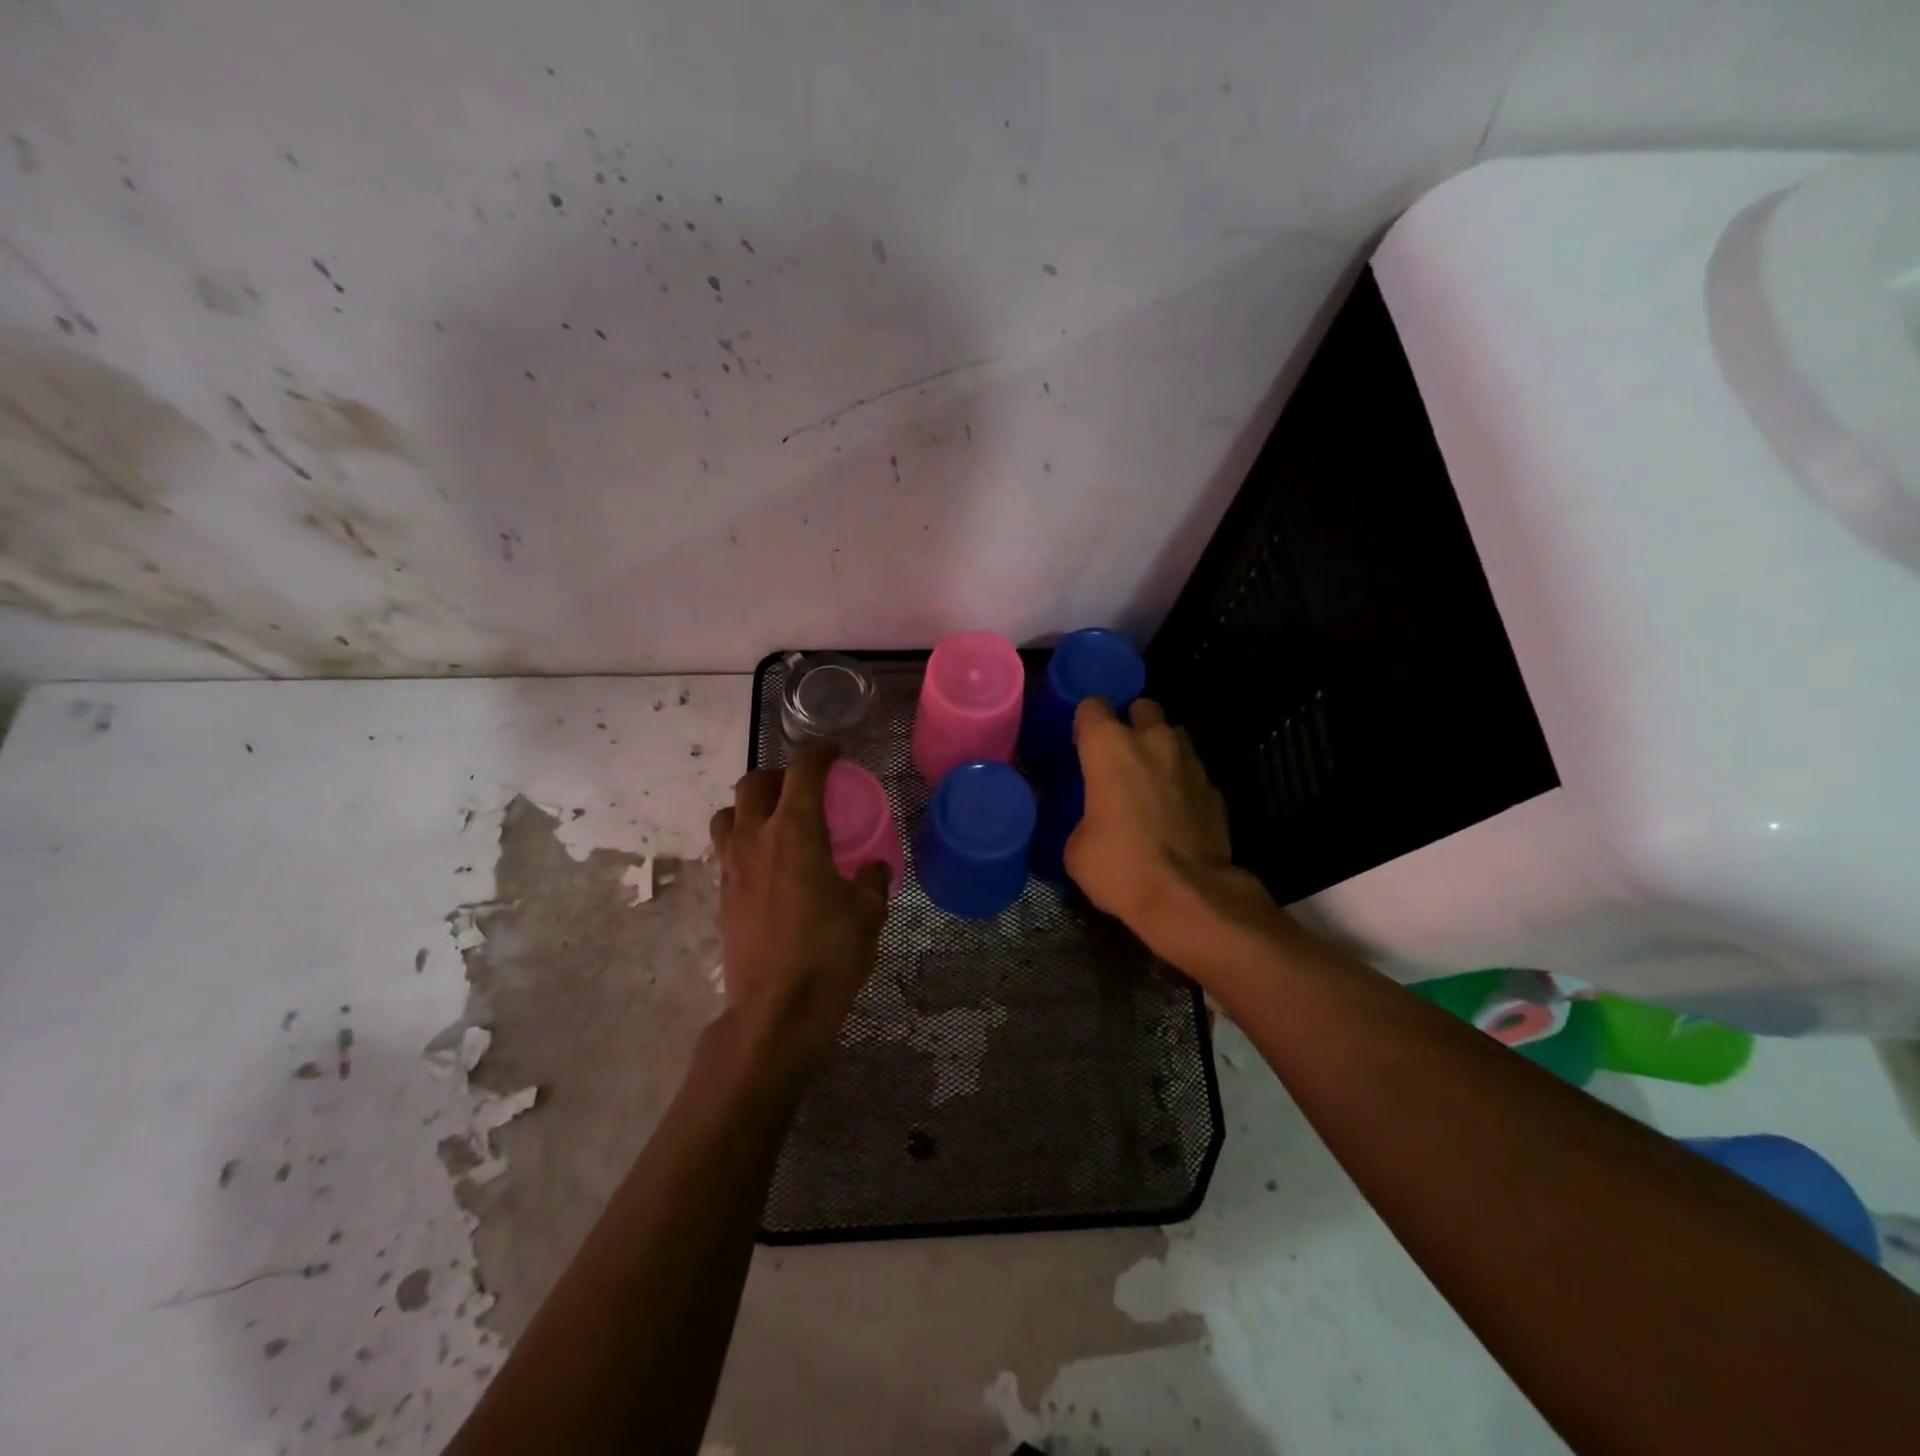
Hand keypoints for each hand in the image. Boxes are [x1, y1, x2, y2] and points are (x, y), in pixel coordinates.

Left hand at [709, 745, 889, 1074]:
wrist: (775, 1011)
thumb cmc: (828, 954)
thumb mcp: (867, 914)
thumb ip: (871, 881)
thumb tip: (874, 868)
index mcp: (794, 832)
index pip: (802, 773)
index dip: (819, 754)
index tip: (834, 752)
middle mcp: (755, 839)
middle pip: (753, 784)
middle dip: (778, 775)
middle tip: (803, 786)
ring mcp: (732, 868)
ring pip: (727, 814)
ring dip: (750, 805)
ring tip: (775, 820)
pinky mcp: (722, 896)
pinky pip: (726, 849)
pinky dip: (744, 840)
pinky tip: (769, 863)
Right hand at [1066, 698, 1271, 963]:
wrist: (1188, 896)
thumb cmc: (1120, 866)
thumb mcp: (1077, 847)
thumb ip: (1084, 817)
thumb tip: (1093, 821)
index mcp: (1109, 746)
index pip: (1092, 707)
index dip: (1085, 723)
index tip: (1082, 745)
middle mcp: (1152, 741)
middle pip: (1142, 708)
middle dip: (1132, 724)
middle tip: (1121, 756)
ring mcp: (1190, 762)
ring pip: (1174, 735)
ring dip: (1161, 749)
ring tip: (1151, 780)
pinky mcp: (1215, 789)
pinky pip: (1193, 772)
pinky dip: (1183, 784)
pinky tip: (1175, 811)